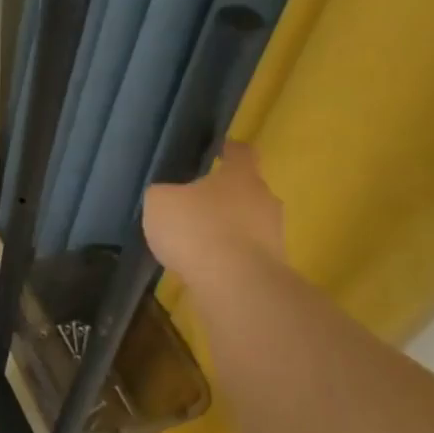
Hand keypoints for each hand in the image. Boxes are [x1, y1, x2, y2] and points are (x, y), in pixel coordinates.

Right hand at [143, 141, 285, 289]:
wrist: (234, 282)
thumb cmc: (196, 229)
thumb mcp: (160, 203)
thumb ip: (163, 193)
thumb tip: (166, 195)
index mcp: (240, 175)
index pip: (241, 152)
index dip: (229, 149)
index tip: (219, 150)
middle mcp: (264, 198)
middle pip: (246, 189)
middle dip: (224, 194)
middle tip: (197, 203)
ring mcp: (273, 233)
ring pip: (248, 221)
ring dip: (227, 227)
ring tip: (199, 240)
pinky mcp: (272, 264)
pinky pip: (246, 251)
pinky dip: (229, 254)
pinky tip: (207, 265)